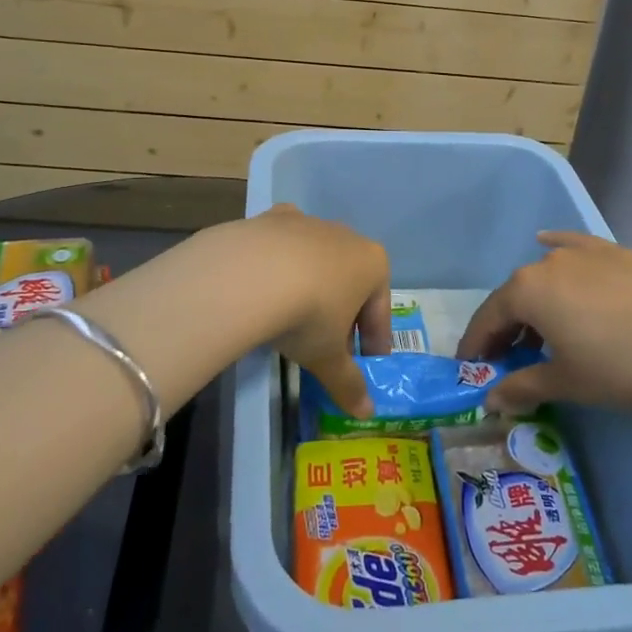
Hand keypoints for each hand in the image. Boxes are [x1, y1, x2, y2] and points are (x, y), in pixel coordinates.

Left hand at [236, 205, 389, 419]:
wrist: (252, 273)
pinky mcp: (274, 218)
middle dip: (343, 315)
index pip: (380, 311)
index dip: (373, 343)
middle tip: (328, 348)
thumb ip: (349, 383)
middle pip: (351, 283)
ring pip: (318, 261)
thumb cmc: (308, 315)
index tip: (366, 365)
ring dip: (312, 287)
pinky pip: (284, 244)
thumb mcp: (328, 358)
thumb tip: (366, 413)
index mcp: (374, 264)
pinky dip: (280, 263)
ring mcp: (310, 223)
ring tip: (293, 320)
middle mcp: (348, 236)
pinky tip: (267, 283)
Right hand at [459, 232, 631, 415]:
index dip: (477, 343)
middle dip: (506, 325)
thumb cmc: (616, 368)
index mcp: (528, 290)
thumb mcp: (565, 382)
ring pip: (546, 273)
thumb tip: (492, 400)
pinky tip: (549, 244)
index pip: (490, 317)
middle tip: (505, 355)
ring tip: (539, 327)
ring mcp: (585, 253)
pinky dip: (559, 249)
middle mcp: (549, 262)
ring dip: (535, 299)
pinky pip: (576, 247)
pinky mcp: (616, 254)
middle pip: (516, 293)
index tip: (469, 365)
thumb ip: (523, 387)